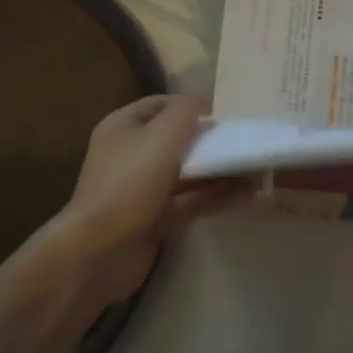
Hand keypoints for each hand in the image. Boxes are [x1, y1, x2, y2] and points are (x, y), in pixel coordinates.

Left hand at [39, 95, 235, 309]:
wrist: (100, 252)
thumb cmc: (130, 181)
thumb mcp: (163, 133)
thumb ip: (187, 110)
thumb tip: (205, 101)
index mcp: (122, 127)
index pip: (160, 105)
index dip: (190, 105)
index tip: (223, 111)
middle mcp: (130, 155)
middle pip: (175, 139)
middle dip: (208, 139)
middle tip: (243, 138)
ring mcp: (142, 190)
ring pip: (186, 172)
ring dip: (217, 169)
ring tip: (253, 166)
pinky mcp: (155, 220)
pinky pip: (190, 202)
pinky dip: (215, 196)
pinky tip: (245, 193)